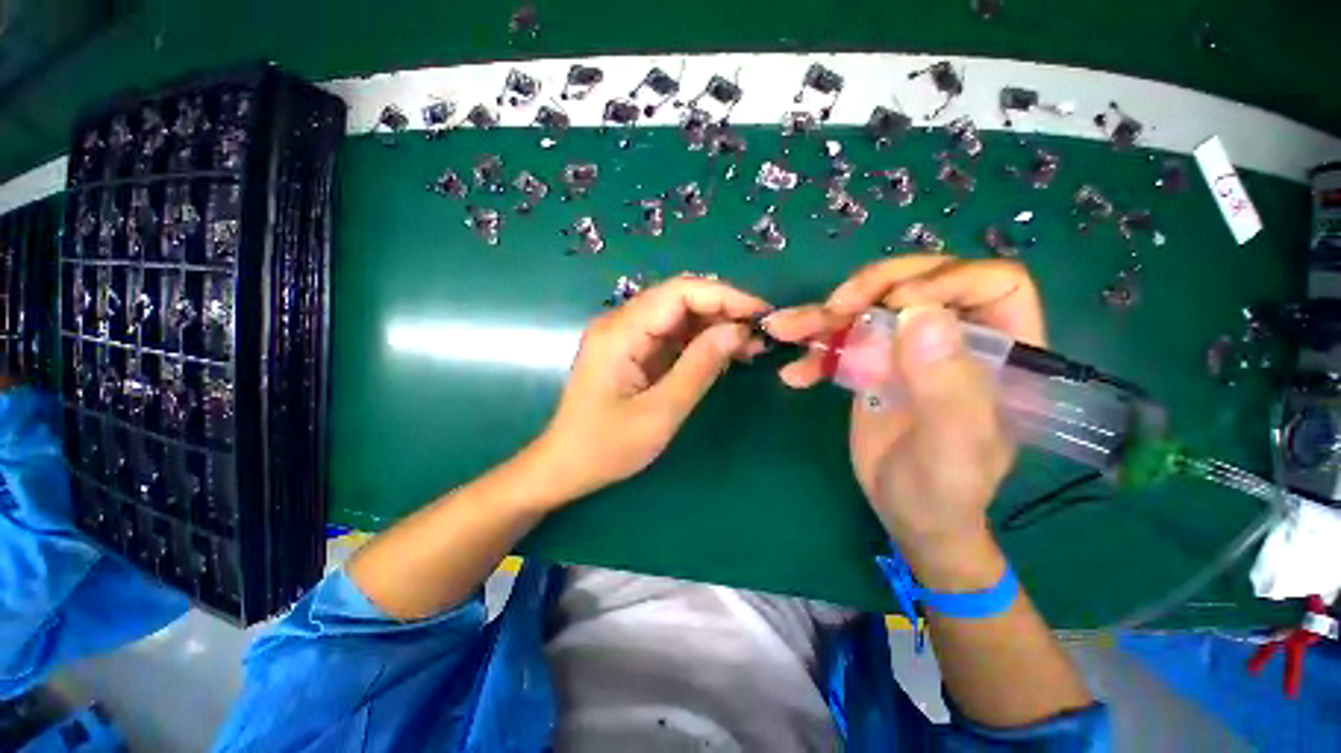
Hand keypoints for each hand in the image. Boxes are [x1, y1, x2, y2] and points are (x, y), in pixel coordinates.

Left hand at [534, 276, 769, 504]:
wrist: (565, 466)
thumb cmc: (606, 447)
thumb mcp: (660, 413)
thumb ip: (699, 368)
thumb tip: (737, 331)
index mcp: (620, 331)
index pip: (679, 292)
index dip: (725, 296)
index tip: (762, 314)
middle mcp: (620, 323)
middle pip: (680, 299)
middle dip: (723, 311)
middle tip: (760, 335)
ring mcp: (625, 336)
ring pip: (678, 316)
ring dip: (714, 326)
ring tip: (749, 347)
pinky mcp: (631, 351)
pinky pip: (671, 335)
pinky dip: (700, 342)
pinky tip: (723, 355)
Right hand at [765, 256, 1043, 579]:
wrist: (907, 513)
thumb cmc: (943, 490)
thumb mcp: (950, 449)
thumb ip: (945, 388)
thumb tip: (919, 315)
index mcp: (1003, 351)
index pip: (990, 282)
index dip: (943, 279)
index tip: (894, 306)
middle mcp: (957, 339)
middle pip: (919, 282)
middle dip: (871, 288)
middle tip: (833, 310)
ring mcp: (910, 349)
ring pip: (871, 306)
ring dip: (824, 315)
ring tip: (786, 329)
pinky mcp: (874, 364)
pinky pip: (842, 341)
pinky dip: (813, 351)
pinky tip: (794, 374)